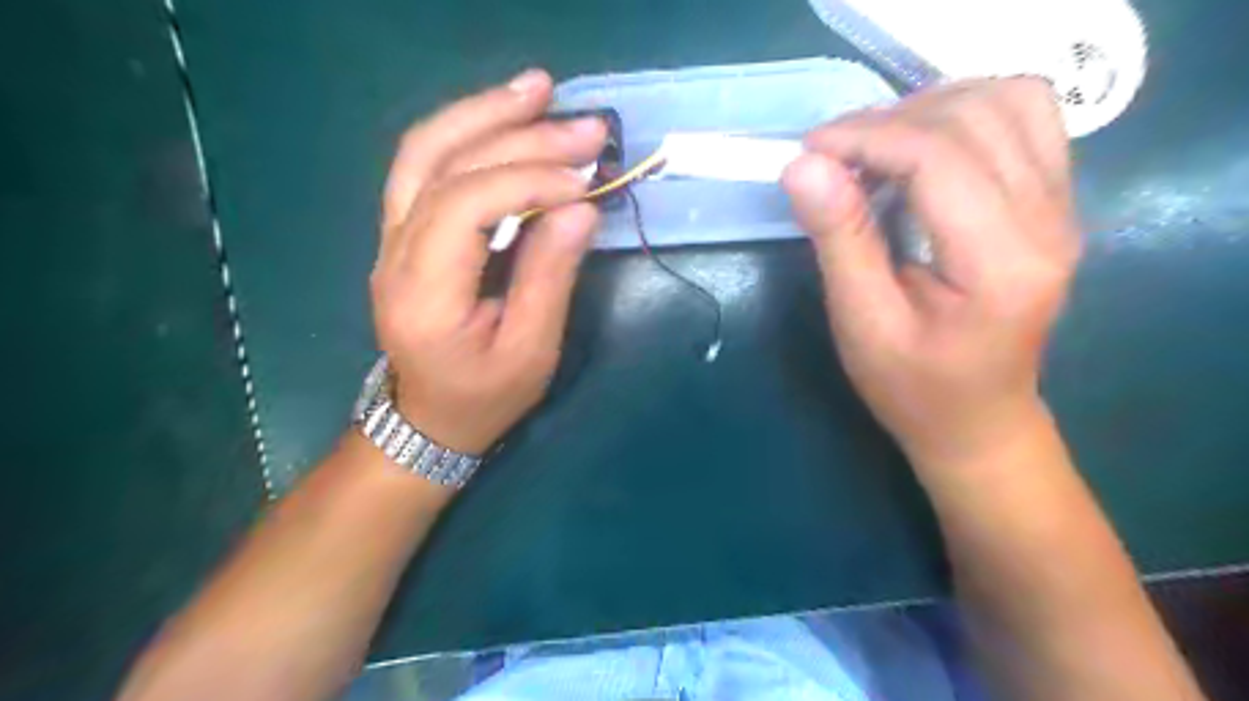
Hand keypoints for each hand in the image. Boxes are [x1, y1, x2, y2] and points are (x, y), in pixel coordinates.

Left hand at [369, 69, 604, 454]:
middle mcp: (393, 255)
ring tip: (538, 88)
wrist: (430, 418)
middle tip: (585, 126)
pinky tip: (504, 116)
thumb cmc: (485, 396)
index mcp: (423, 294)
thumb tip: (581, 207)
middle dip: (516, 135)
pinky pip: (425, 165)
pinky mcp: (402, 232)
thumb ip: (550, 277)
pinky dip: (467, 132)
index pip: (463, 206)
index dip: (526, 181)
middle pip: (442, 165)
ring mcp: (390, 238)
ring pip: (423, 151)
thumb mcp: (530, 351)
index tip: (585, 180)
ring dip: (482, 113)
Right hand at [785, 79, 1078, 467]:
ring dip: (932, 107)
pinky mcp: (1055, 203)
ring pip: (1010, 101)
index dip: (867, 137)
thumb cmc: (912, 386)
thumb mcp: (862, 323)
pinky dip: (965, 114)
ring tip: (876, 147)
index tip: (810, 151)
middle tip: (834, 155)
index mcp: (1001, 263)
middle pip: (978, 115)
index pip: (940, 157)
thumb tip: (803, 165)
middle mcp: (1050, 221)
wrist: (978, 420)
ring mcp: (1063, 207)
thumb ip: (840, 240)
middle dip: (892, 120)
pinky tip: (923, 149)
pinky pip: (1025, 119)